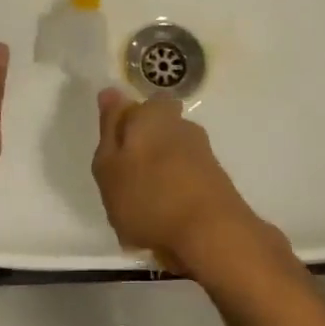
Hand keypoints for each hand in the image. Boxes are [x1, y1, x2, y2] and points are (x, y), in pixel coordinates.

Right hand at [91, 88, 264, 276]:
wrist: (212, 233)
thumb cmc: (148, 196)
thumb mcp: (109, 165)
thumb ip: (109, 128)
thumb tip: (111, 92)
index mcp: (153, 114)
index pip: (131, 108)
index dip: (119, 131)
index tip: (111, 158)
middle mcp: (181, 124)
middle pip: (152, 132)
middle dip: (139, 153)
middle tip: (122, 186)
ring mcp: (202, 152)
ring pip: (168, 158)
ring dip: (155, 178)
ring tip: (141, 214)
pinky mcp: (215, 179)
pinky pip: (183, 181)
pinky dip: (172, 197)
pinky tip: (163, 223)